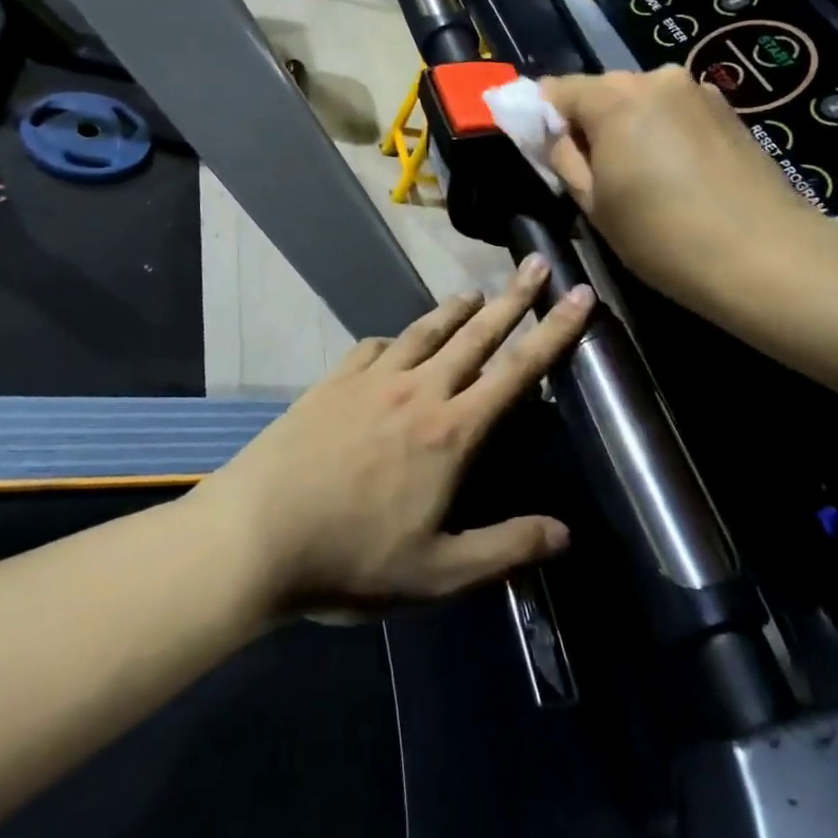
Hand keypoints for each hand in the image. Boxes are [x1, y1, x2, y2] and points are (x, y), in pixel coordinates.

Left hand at [194, 257, 594, 619]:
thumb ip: (505, 548)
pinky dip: (397, 338)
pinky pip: (374, 346)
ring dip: (456, 310)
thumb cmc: (352, 559)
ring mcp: (371, 379)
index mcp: (451, 432)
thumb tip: (566, 532)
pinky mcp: (334, 381)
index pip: (517, 371)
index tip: (579, 296)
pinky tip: (397, 341)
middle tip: (537, 264)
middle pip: (476, 335)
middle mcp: (417, 390)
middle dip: (514, 299)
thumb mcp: (437, 573)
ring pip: (425, 331)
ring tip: (477, 292)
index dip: (555, 332)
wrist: (258, 532)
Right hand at [540, 66, 820, 310]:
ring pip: (640, 102)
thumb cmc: (663, 236)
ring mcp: (698, 91)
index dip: (540, 117)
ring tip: (642, 178)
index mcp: (614, 97)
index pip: (556, 89)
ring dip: (628, 128)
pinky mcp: (728, 110)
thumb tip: (551, 133)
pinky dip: (662, 133)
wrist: (767, 258)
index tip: (541, 150)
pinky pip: (674, 113)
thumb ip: (562, 157)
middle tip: (593, 173)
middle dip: (588, 123)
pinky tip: (676, 175)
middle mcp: (655, 79)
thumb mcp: (593, 204)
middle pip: (601, 91)